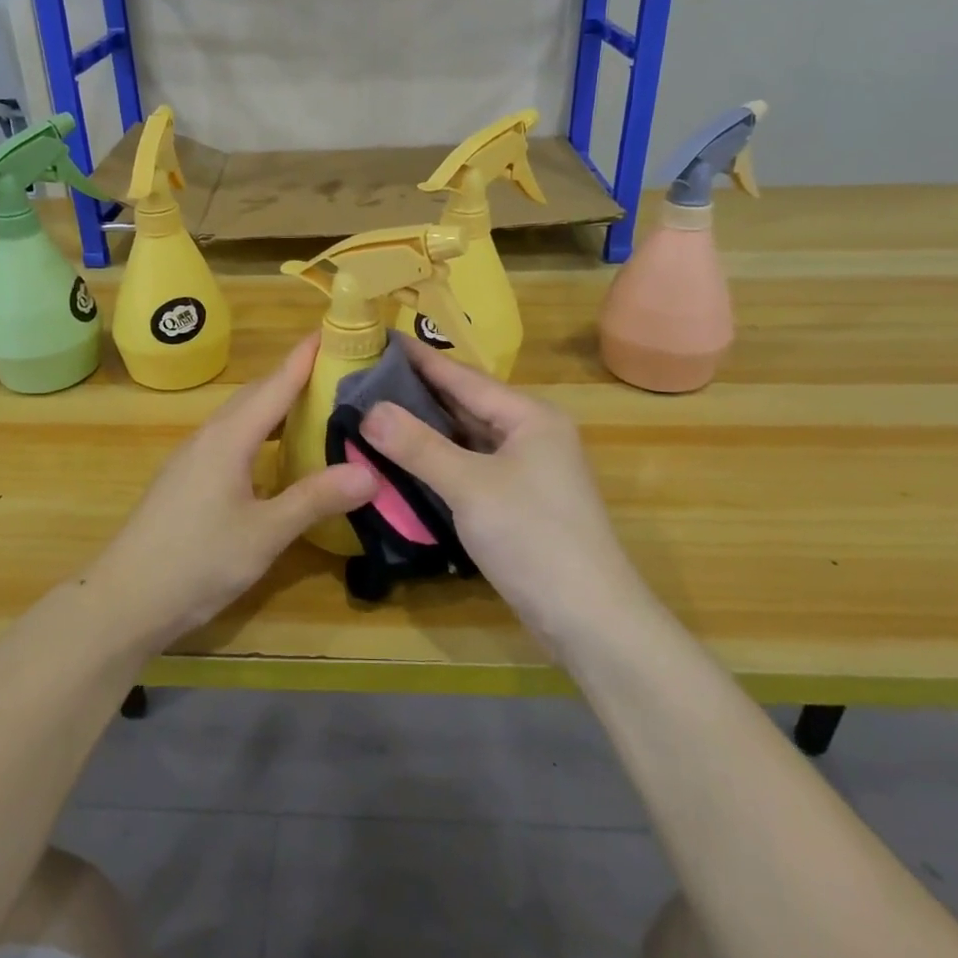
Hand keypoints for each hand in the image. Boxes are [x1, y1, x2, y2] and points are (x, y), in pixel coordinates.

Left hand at [92, 334, 376, 648]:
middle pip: (256, 394)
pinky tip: (277, 454)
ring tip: (316, 407)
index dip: (305, 357)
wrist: (124, 600)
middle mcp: (210, 437)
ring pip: (241, 417)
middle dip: (295, 377)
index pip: (275, 384)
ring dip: (276, 405)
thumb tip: (371, 472)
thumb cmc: (197, 561)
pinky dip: (261, 432)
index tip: (335, 330)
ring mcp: (194, 457)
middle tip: (339, 371)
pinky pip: (231, 438)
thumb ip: (315, 499)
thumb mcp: (265, 533)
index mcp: (229, 438)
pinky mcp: (187, 479)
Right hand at [361, 336, 651, 654]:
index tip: (381, 339)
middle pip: (466, 404)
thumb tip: (368, 410)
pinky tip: (407, 458)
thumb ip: (418, 446)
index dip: (421, 359)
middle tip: (367, 377)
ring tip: (377, 411)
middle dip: (419, 392)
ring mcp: (527, 470)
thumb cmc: (533, 538)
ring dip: (427, 428)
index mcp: (529, 416)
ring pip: (467, 438)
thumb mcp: (470, 487)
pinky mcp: (518, 501)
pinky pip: (470, 467)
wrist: (589, 619)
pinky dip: (439, 460)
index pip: (464, 377)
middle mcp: (531, 434)